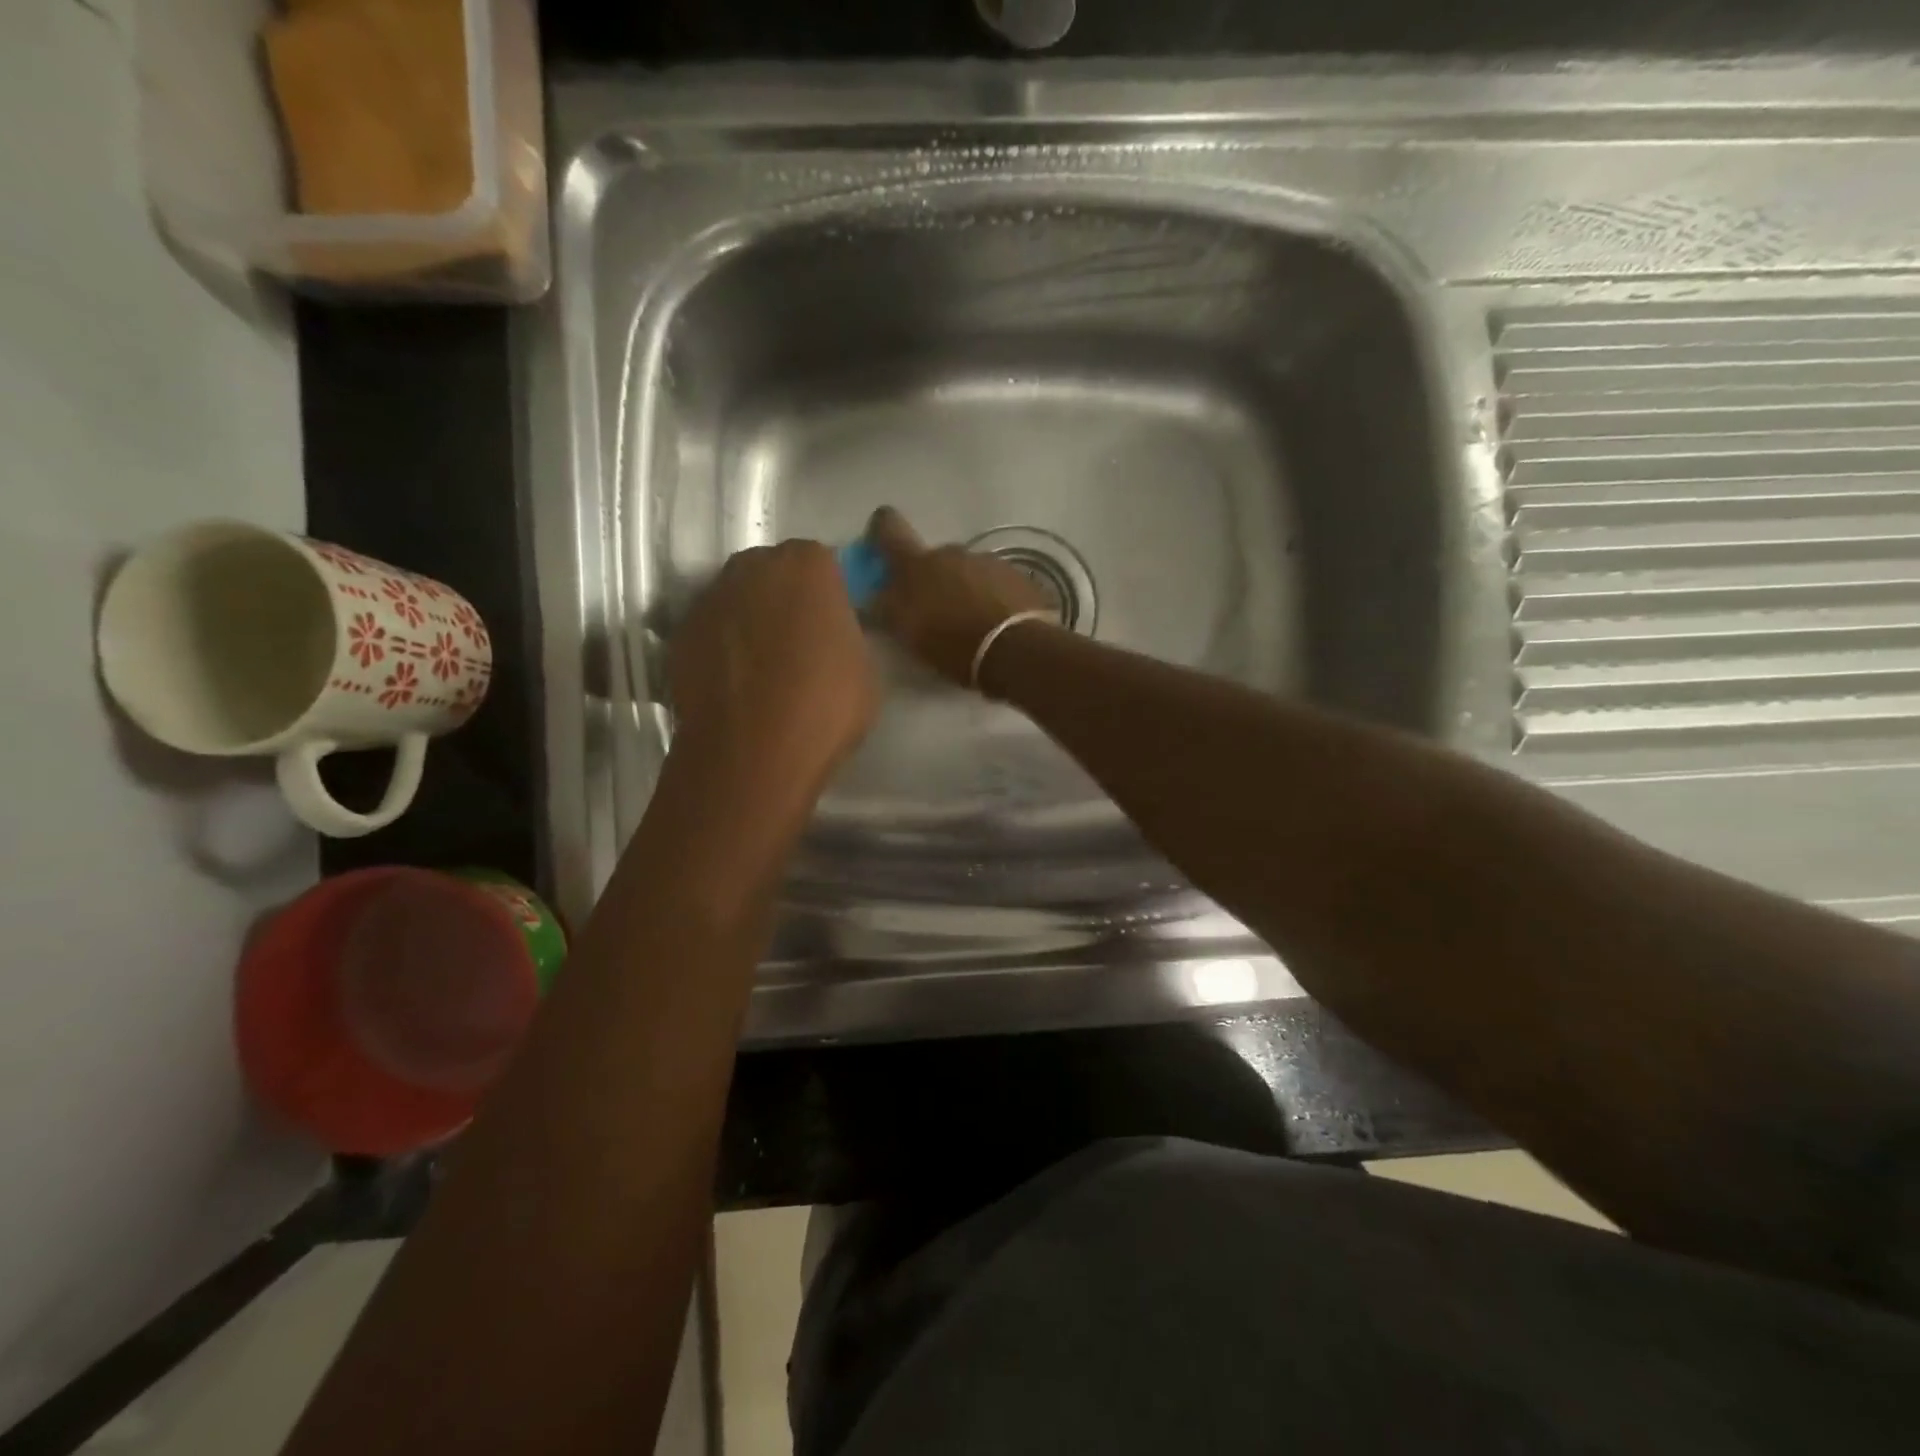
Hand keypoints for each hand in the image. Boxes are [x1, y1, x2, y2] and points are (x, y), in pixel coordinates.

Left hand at [669, 541, 878, 789]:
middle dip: (783, 600)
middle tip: (798, 645)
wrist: (754, 749)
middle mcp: (752, 567)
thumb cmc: (825, 704)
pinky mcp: (679, 635)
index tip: (831, 626)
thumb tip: (828, 638)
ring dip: (748, 623)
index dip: (826, 596)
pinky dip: (720, 650)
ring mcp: (710, 599)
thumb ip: (844, 635)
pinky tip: (734, 687)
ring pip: (736, 601)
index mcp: (808, 565)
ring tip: (762, 672)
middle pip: (772, 574)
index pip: (821, 564)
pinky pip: (710, 633)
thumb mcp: (863, 667)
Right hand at [867, 508, 1055, 688]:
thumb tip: (872, 597)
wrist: (1017, 650)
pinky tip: (994, 625)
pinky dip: (990, 598)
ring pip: (966, 571)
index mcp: (917, 564)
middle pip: (932, 558)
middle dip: (930, 580)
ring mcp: (988, 561)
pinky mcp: (1017, 576)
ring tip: (969, 625)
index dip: (880, 531)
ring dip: (963, 590)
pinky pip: (995, 583)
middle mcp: (951, 552)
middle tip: (934, 613)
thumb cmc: (952, 644)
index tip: (879, 542)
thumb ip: (886, 609)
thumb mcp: (908, 633)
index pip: (888, 529)